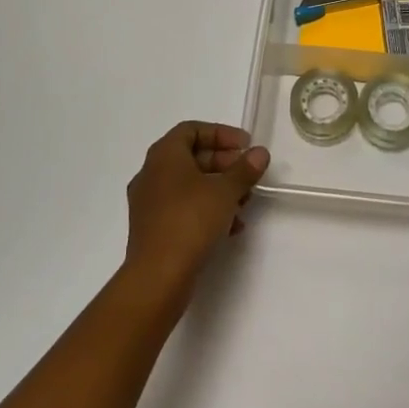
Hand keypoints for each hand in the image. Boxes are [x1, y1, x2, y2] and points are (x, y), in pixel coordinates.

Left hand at [123, 121, 269, 304]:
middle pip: (191, 157)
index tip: (245, 146)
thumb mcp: (225, 191)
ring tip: (244, 203)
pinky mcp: (152, 229)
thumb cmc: (190, 221)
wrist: (157, 278)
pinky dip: (206, 209)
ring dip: (218, 189)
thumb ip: (244, 169)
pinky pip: (182, 208)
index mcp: (164, 155)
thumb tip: (260, 153)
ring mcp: (149, 203)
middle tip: (248, 175)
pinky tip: (230, 227)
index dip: (221, 134)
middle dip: (224, 163)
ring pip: (189, 185)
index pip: (192, 129)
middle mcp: (151, 173)